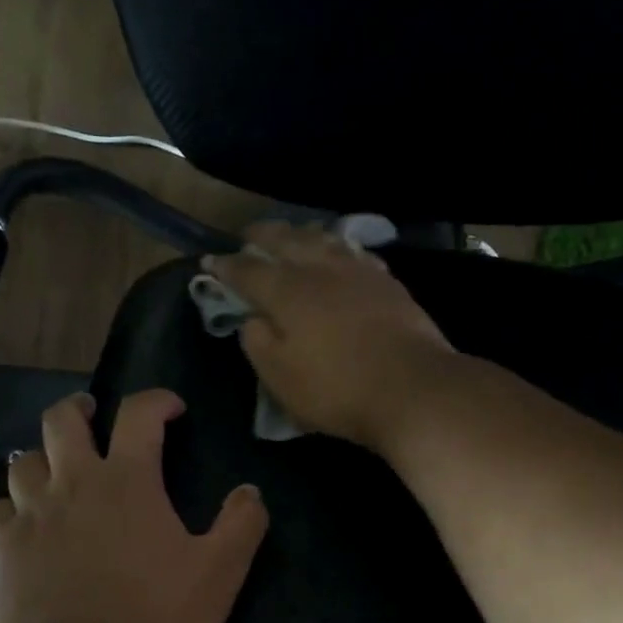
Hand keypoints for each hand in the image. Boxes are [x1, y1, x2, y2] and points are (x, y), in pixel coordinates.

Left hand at [0, 390, 269, 622]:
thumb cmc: (154, 618)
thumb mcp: (218, 574)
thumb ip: (241, 526)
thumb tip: (250, 491)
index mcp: (127, 481)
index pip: (139, 414)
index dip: (156, 400)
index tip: (171, 408)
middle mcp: (72, 484)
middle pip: (61, 420)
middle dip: (78, 409)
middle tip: (90, 416)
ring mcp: (29, 514)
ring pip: (23, 462)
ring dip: (42, 460)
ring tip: (55, 474)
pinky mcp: (0, 549)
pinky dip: (12, 510)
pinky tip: (23, 527)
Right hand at [203, 223, 454, 451]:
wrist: (412, 388)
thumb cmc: (336, 388)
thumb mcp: (280, 377)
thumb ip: (257, 342)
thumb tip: (251, 318)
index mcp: (287, 291)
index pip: (248, 271)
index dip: (227, 267)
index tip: (210, 262)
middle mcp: (321, 270)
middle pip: (287, 241)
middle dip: (263, 236)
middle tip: (249, 235)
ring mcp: (358, 272)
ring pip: (324, 240)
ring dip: (302, 234)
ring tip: (293, 234)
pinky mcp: (388, 283)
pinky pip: (355, 253)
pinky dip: (338, 248)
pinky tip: (341, 253)